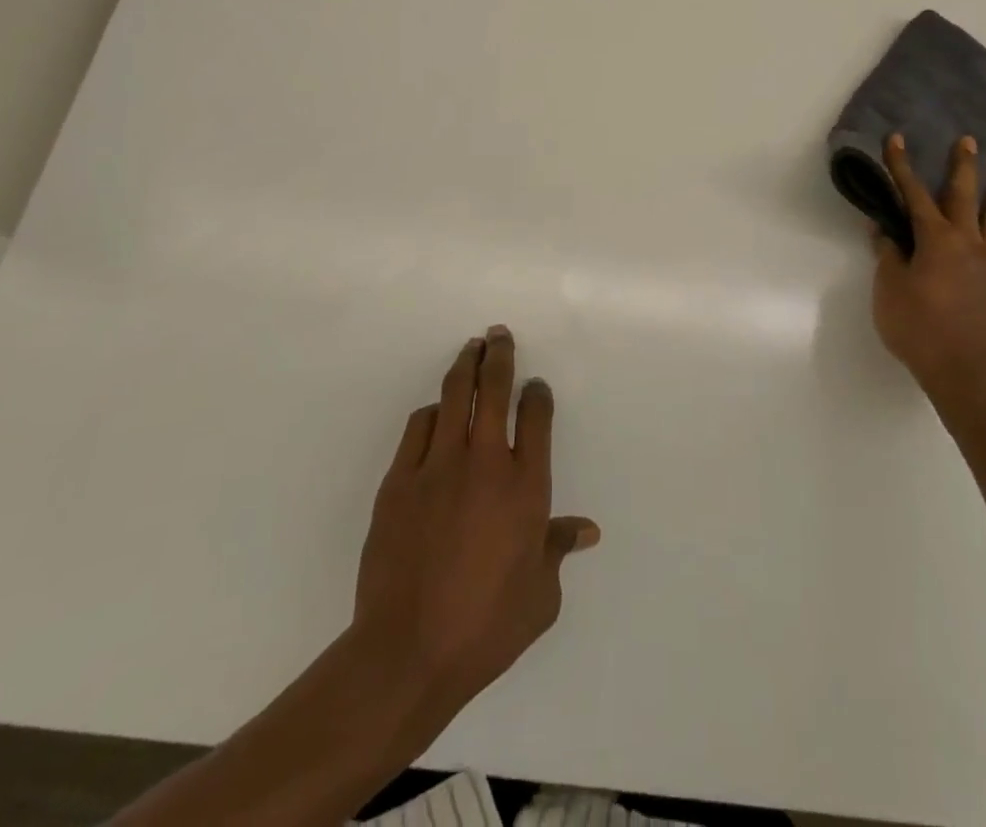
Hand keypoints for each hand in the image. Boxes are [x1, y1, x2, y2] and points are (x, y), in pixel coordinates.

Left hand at [353, 325, 599, 715]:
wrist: (408, 651)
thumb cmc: (486, 627)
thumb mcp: (541, 596)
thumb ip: (558, 550)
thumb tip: (586, 530)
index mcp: (526, 486)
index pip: (536, 416)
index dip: (537, 394)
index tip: (535, 386)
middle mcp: (485, 462)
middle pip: (494, 389)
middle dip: (500, 356)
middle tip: (499, 335)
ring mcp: (438, 466)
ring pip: (454, 396)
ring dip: (465, 367)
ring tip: (471, 349)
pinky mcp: (400, 480)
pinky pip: (418, 428)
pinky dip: (432, 413)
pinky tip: (436, 411)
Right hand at [872, 133, 985, 427]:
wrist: (966, 375)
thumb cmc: (918, 329)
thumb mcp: (889, 291)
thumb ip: (888, 257)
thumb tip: (884, 231)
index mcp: (936, 241)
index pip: (914, 195)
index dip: (902, 167)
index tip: (897, 140)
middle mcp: (969, 246)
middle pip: (964, 199)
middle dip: (963, 168)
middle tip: (968, 141)